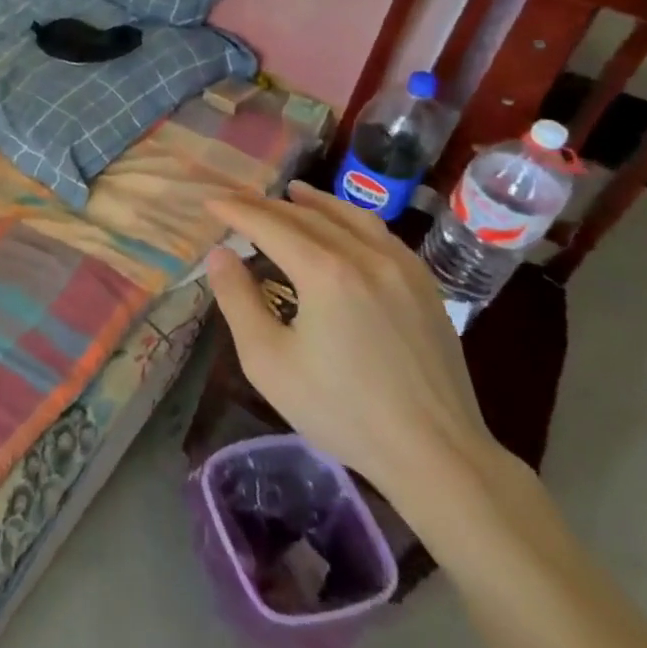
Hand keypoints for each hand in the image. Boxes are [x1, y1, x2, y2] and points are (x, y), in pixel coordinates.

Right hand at [204, 182, 499, 511]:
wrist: (436, 454)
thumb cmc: (341, 410)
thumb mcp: (268, 360)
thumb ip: (238, 300)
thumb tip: (220, 254)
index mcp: (324, 271)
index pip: (269, 225)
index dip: (236, 210)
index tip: (210, 202)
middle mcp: (364, 256)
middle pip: (307, 217)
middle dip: (268, 206)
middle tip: (238, 201)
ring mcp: (402, 269)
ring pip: (351, 218)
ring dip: (315, 203)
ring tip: (292, 192)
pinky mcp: (426, 287)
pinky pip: (382, 236)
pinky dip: (353, 220)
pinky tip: (346, 227)